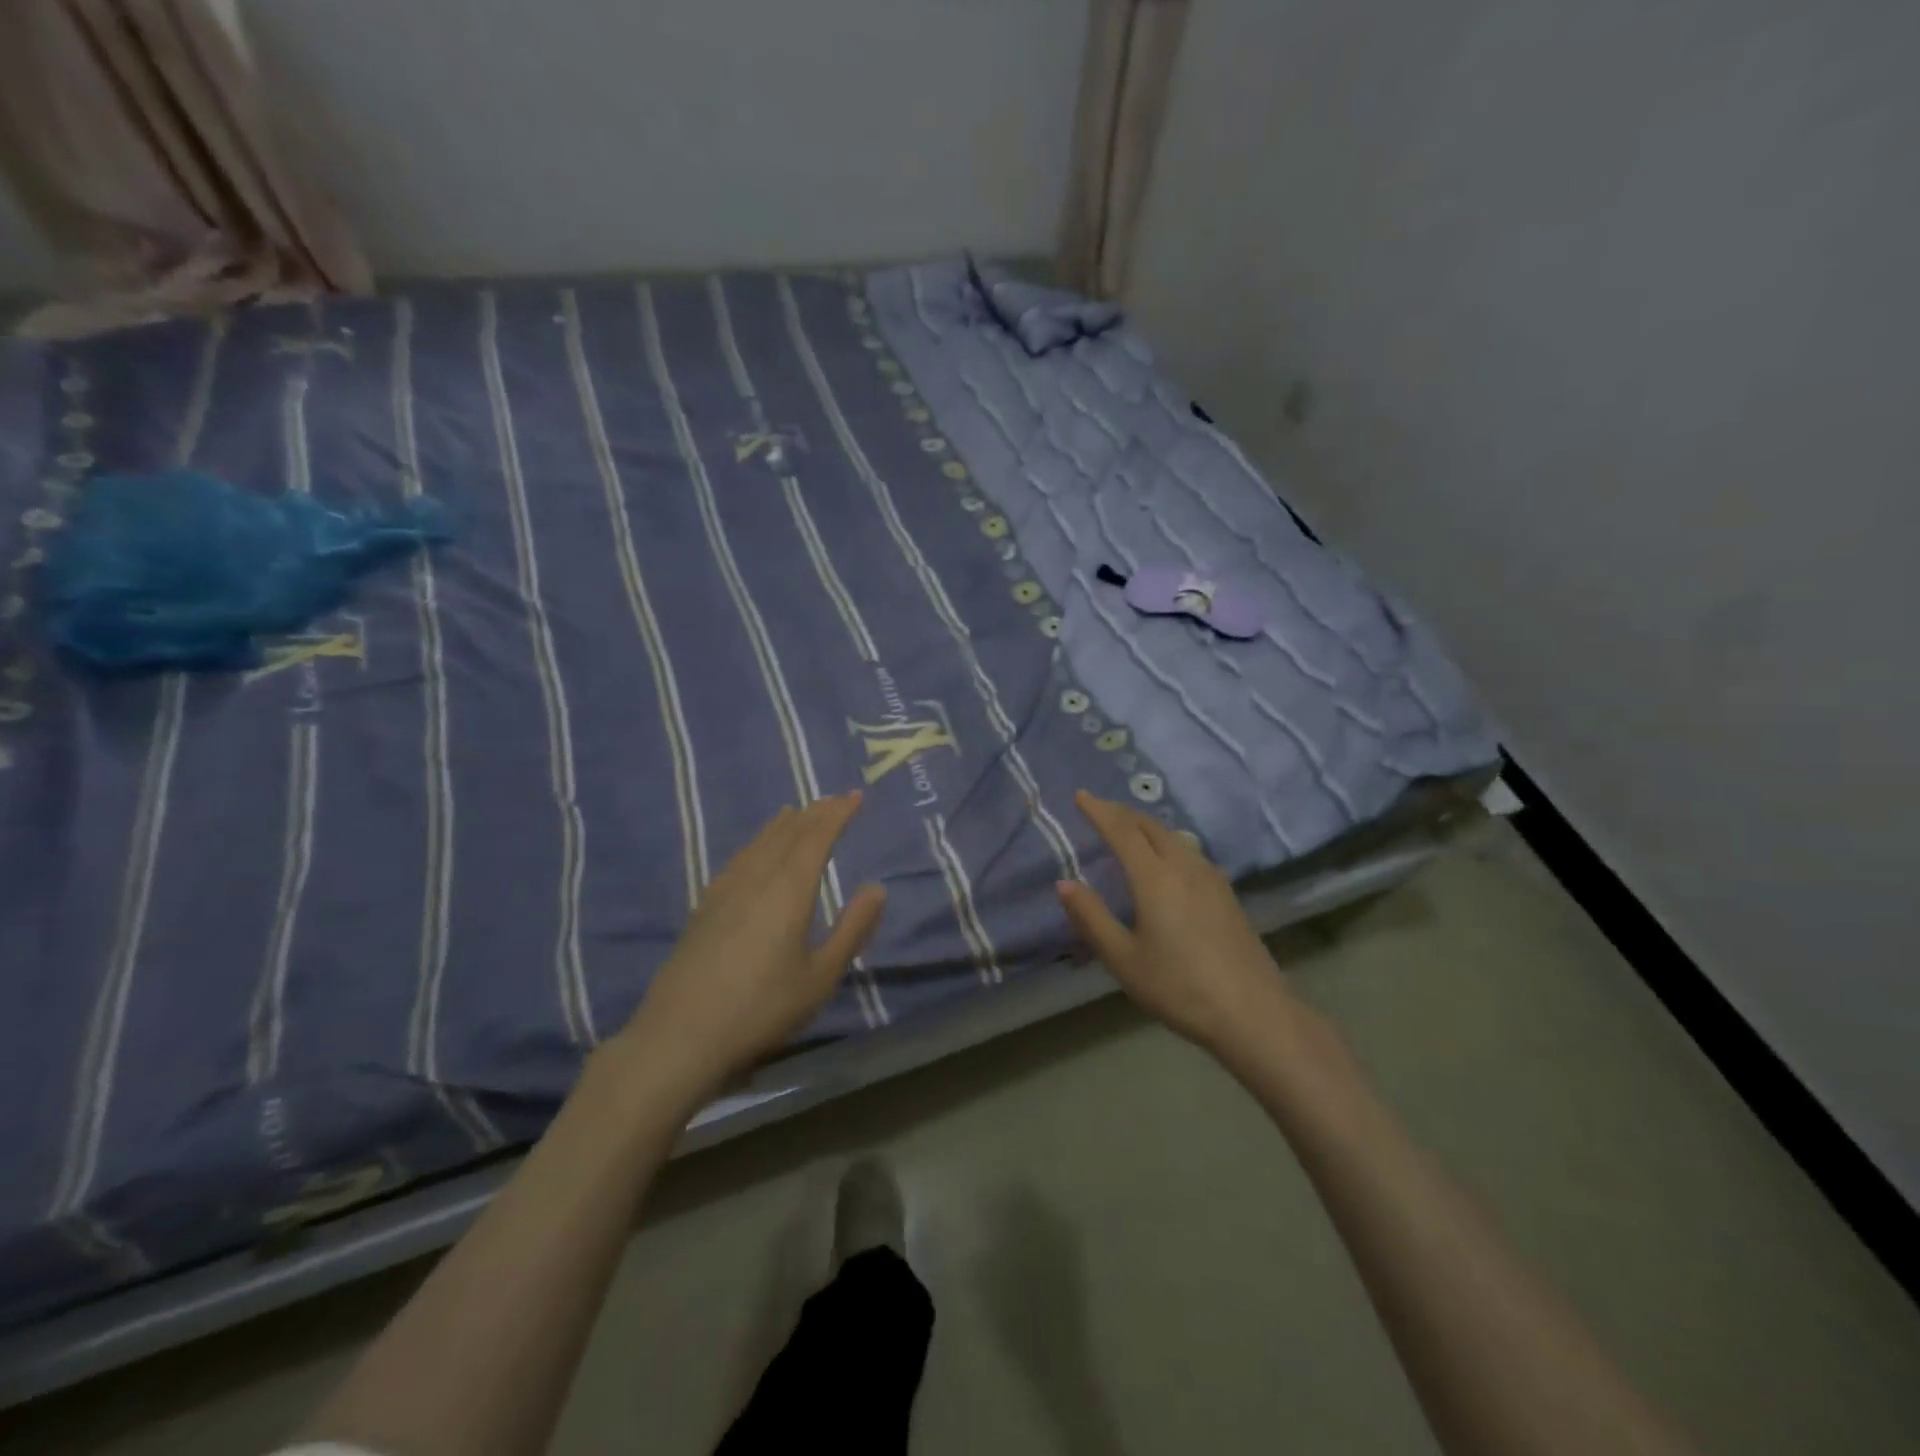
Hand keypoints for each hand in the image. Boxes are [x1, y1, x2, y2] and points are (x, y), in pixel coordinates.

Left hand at [620, 793, 885, 1102]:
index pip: (817, 837)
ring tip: (796, 812)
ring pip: (759, 844)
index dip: (838, 814)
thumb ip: (852, 929)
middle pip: (788, 834)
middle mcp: (756, 879)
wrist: (681, 1036)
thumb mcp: (820, 977)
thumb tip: (878, 887)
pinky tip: (753, 852)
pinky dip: (755, 844)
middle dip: (814, 813)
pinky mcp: (704, 908)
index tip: (855, 796)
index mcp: (788, 890)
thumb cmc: (762, 1009)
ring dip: (782, 825)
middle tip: (833, 799)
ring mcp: (725, 891)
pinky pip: (738, 860)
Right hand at [1057, 790, 1289, 1052]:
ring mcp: (1210, 878)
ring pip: (1173, 836)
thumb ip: (1091, 917)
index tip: (1080, 795)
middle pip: (1149, 826)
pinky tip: (1168, 858)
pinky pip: (1189, 851)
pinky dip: (1167, 841)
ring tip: (1128, 829)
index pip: (1121, 830)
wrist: (1252, 1012)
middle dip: (1121, 813)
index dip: (1099, 810)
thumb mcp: (1123, 959)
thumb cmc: (1179, 987)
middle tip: (1099, 809)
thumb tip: (1064, 883)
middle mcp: (1183, 866)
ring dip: (1146, 825)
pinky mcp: (1226, 893)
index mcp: (1154, 878)